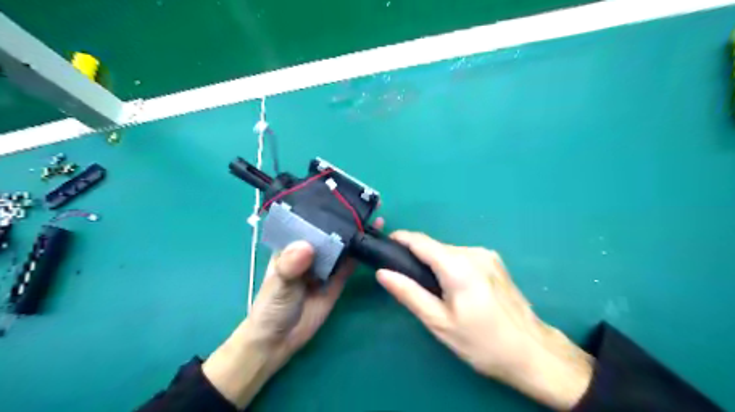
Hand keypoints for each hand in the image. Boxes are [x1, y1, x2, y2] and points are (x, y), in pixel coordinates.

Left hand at [200, 220, 385, 408]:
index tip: (343, 197)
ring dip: (357, 234)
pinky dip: (361, 254)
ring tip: (376, 220)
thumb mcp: (278, 285)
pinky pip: (350, 265)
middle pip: (330, 231)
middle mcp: (310, 252)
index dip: (324, 209)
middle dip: (346, 219)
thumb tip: (307, 246)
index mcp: (292, 245)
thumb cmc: (271, 308)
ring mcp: (325, 266)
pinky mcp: (337, 281)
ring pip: (343, 246)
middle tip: (366, 205)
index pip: (309, 221)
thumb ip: (290, 266)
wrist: (278, 342)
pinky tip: (374, 243)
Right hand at [375, 230, 592, 409]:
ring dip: (436, 263)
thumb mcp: (439, 322)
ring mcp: (487, 255)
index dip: (401, 239)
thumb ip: (409, 294)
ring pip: (449, 252)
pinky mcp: (495, 261)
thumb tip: (383, 273)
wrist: (532, 352)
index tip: (385, 244)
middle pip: (435, 247)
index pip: (421, 241)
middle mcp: (473, 252)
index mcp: (458, 266)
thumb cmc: (481, 342)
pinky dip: (452, 266)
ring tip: (433, 290)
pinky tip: (455, 288)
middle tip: (408, 281)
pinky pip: (464, 257)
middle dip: (418, 257)